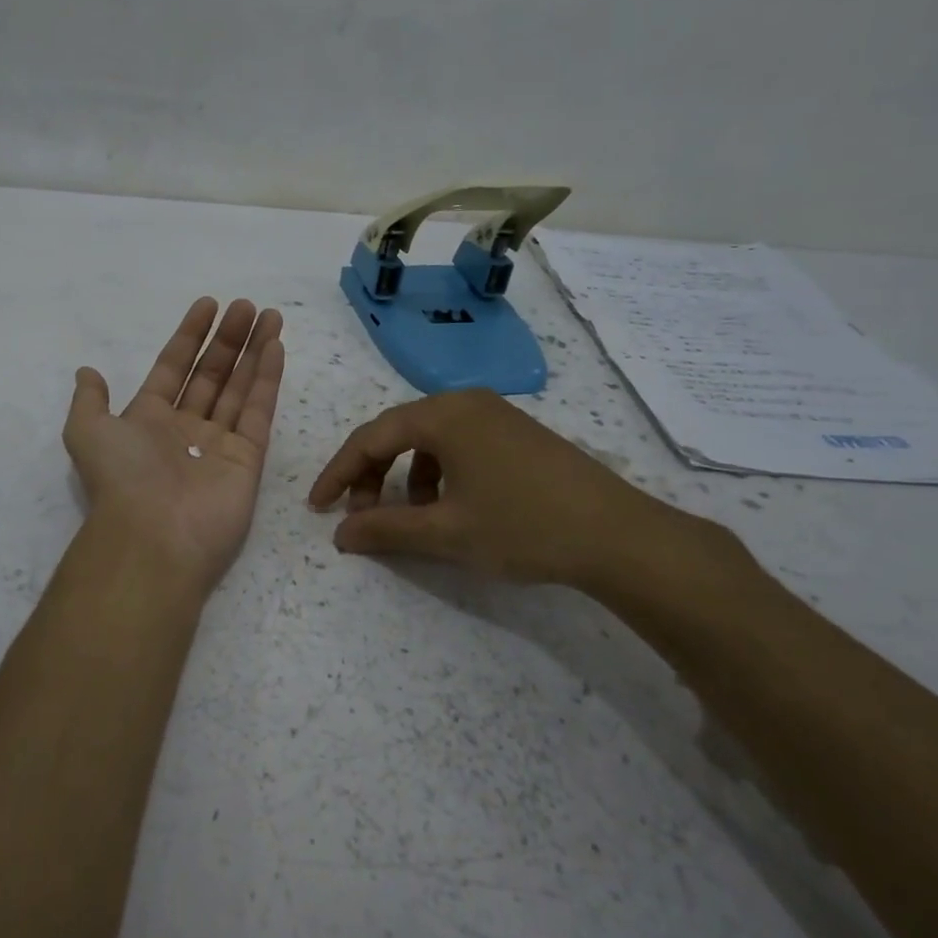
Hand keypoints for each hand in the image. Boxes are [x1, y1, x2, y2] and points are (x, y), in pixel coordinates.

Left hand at [64, 297, 285, 594]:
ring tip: (269, 315)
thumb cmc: (121, 478)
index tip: (208, 305)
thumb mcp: (87, 431)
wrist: (153, 536)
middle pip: (212, 374)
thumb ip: (90, 400)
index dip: (190, 336)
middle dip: (228, 339)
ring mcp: (219, 444)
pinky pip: (259, 412)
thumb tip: (87, 372)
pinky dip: (267, 379)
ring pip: (240, 387)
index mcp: (149, 419)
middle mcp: (186, 429)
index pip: (174, 367)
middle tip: (245, 306)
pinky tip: (275, 347)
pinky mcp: (248, 459)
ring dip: (254, 351)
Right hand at [308, 388, 699, 591]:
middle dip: (372, 475)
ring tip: (412, 518)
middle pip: (398, 433)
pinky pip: (458, 444)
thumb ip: (385, 529)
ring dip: (406, 477)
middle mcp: (465, 402)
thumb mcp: (446, 533)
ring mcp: (495, 414)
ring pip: (428, 440)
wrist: (618, 535)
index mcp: (443, 415)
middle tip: (362, 516)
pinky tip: (451, 507)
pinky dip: (438, 473)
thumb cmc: (523, 526)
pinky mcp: (516, 432)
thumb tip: (340, 534)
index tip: (318, 507)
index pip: (371, 438)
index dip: (339, 473)